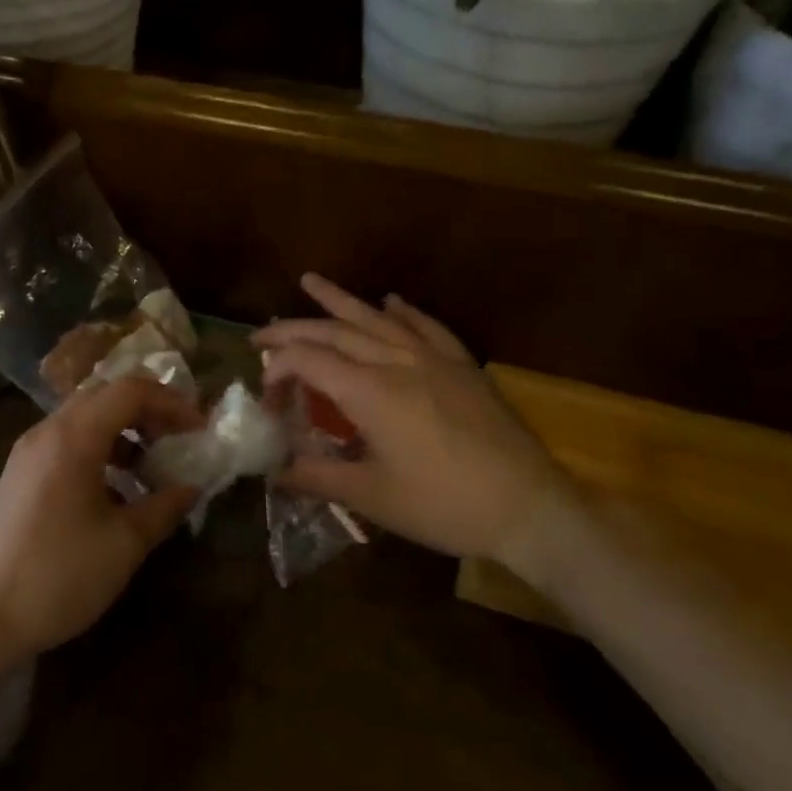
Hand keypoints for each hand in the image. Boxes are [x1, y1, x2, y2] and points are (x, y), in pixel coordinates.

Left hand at [0, 375, 202, 660]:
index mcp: (73, 436)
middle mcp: (47, 431)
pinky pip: (66, 443)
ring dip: (122, 432)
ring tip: (151, 468)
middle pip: (104, 396)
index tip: (198, 431)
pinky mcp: (19, 475)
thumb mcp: (123, 544)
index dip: (170, 403)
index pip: (129, 391)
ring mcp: (28, 452)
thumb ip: (163, 507)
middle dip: (147, 411)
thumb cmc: (58, 575)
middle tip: (177, 441)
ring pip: (84, 419)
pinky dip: (98, 452)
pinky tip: (115, 493)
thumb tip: (191, 487)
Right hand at [251, 274, 570, 561]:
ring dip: (339, 300)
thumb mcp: (371, 497)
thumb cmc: (443, 505)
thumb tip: (273, 472)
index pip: (306, 361)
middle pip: (333, 332)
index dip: (276, 370)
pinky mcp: (462, 367)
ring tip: (310, 281)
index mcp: (368, 391)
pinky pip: (427, 327)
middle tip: (261, 335)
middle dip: (292, 329)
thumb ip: (316, 477)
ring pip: (375, 318)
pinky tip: (392, 301)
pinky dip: (404, 311)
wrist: (529, 509)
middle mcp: (395, 362)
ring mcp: (432, 360)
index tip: (265, 399)